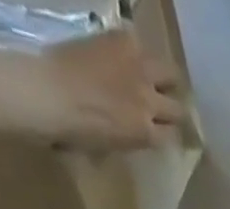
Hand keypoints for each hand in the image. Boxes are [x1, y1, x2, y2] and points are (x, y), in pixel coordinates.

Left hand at [32, 28, 186, 150]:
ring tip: (157, 78)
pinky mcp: (122, 40)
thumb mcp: (108, 148)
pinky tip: (127, 54)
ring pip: (172, 74)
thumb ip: (129, 139)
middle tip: (166, 107)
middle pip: (179, 108)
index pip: (173, 136)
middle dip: (174, 110)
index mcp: (146, 134)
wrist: (51, 93)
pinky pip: (141, 44)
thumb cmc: (74, 132)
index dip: (169, 134)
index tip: (164, 131)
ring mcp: (139, 69)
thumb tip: (134, 133)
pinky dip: (138, 51)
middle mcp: (150, 102)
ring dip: (167, 79)